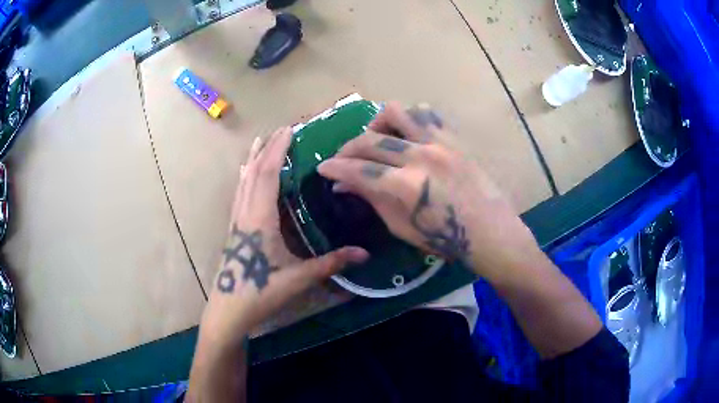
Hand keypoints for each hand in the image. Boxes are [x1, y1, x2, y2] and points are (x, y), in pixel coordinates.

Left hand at [200, 127, 368, 347]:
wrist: (229, 309)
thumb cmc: (261, 292)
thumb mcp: (299, 278)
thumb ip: (331, 263)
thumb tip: (365, 254)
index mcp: (260, 218)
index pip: (267, 174)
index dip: (277, 150)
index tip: (289, 130)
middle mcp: (245, 213)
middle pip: (254, 172)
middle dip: (268, 148)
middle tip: (282, 130)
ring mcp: (236, 220)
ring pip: (243, 181)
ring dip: (253, 159)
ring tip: (261, 141)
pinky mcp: (234, 229)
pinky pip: (240, 193)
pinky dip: (245, 177)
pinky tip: (245, 175)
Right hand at [317, 102, 539, 283]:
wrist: (489, 230)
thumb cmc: (445, 238)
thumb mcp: (401, 227)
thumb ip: (372, 199)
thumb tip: (344, 183)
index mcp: (406, 186)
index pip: (358, 170)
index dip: (335, 168)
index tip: (322, 168)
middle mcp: (420, 156)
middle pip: (371, 140)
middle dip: (348, 148)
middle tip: (343, 160)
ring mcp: (439, 142)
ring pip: (397, 112)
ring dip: (378, 124)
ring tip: (377, 140)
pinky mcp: (453, 138)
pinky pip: (426, 114)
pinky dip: (409, 120)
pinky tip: (406, 135)